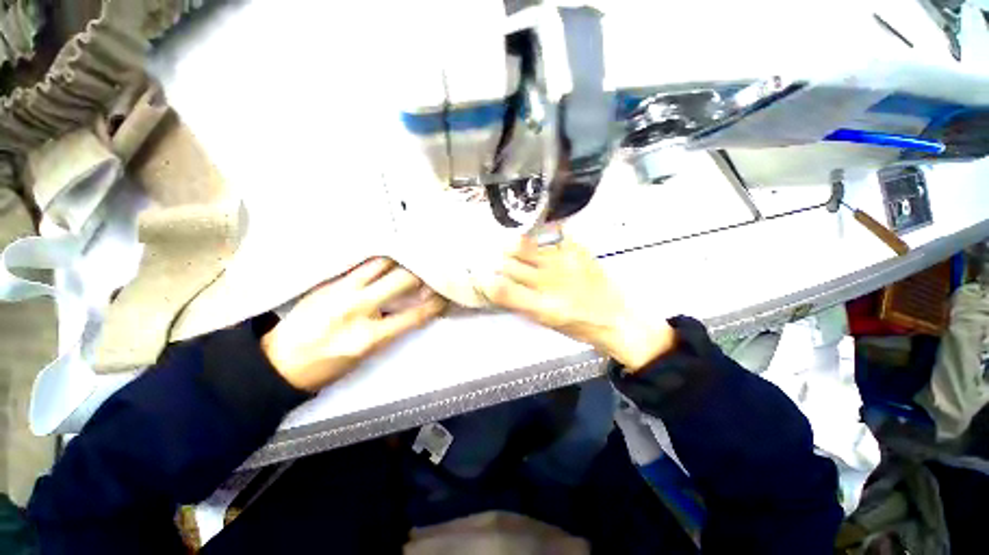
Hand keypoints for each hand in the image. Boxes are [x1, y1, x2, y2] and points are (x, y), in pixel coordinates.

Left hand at [261, 258, 446, 391]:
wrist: (278, 362)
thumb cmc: (327, 366)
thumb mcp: (366, 356)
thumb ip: (392, 330)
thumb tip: (415, 308)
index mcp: (369, 337)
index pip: (415, 315)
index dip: (436, 303)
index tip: (446, 294)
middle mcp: (358, 309)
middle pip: (402, 280)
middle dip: (423, 274)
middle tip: (433, 271)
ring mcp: (340, 291)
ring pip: (382, 264)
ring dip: (402, 262)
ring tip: (413, 259)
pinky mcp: (328, 282)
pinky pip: (361, 264)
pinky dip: (380, 261)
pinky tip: (390, 258)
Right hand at [480, 236, 675, 370]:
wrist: (615, 318)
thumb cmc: (577, 326)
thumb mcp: (544, 321)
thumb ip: (520, 302)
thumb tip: (499, 283)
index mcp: (540, 306)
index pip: (501, 288)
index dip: (485, 280)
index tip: (481, 276)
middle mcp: (550, 282)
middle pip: (509, 263)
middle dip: (496, 261)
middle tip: (494, 260)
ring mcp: (564, 261)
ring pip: (524, 245)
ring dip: (511, 247)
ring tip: (510, 247)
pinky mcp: (577, 249)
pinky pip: (550, 235)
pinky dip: (538, 238)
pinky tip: (538, 242)